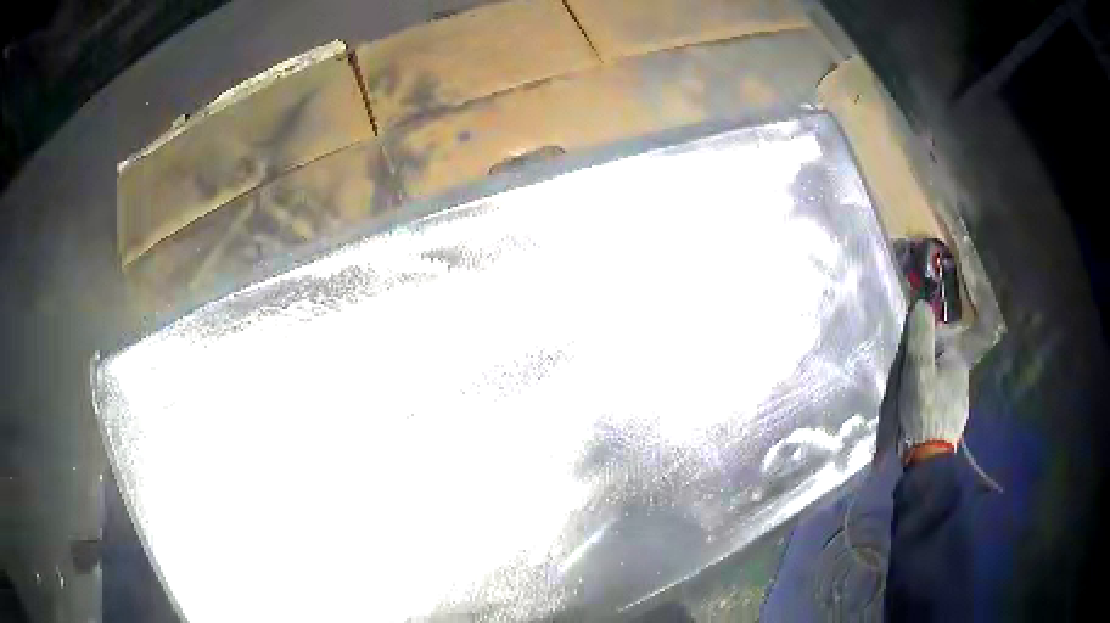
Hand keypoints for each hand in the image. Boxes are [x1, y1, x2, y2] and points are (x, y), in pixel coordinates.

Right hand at [898, 301, 968, 463]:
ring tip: (910, 406)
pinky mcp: (955, 420)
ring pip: (939, 383)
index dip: (915, 349)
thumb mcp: (917, 370)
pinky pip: (941, 402)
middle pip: (936, 362)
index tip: (904, 368)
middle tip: (904, 389)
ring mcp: (961, 400)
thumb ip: (919, 337)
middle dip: (920, 369)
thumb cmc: (923, 410)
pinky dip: (930, 405)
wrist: (930, 459)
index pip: (933, 340)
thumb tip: (922, 303)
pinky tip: (920, 418)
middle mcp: (963, 376)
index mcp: (956, 360)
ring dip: (925, 388)